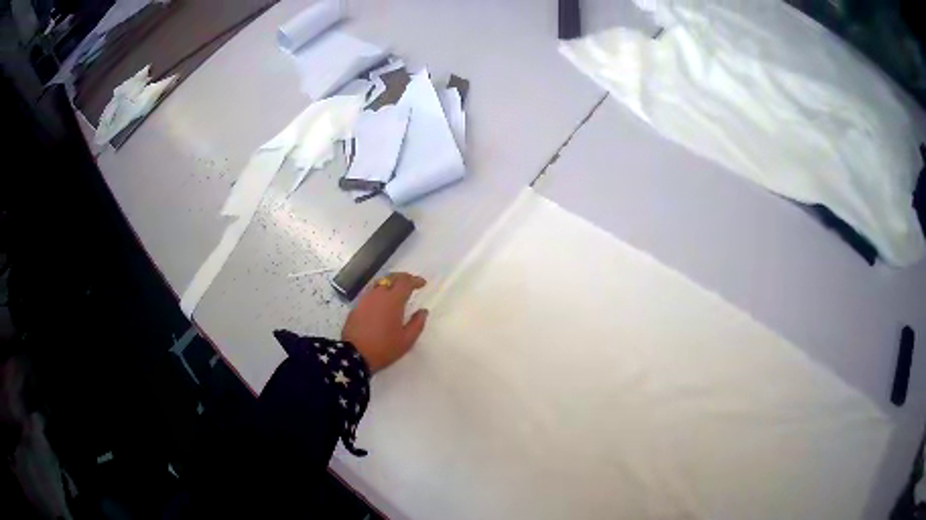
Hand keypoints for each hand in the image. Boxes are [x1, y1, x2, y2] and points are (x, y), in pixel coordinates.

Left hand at [342, 273, 428, 372]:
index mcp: (393, 300)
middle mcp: (378, 295)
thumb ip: (417, 324)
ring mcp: (365, 299)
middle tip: (410, 282)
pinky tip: (382, 301)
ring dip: (390, 283)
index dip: (415, 280)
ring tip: (396, 290)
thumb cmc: (384, 348)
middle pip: (391, 277)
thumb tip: (423, 311)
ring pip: (379, 283)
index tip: (422, 283)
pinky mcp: (356, 306)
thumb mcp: (406, 340)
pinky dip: (379, 292)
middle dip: (402, 277)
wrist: (354, 355)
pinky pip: (371, 293)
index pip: (405, 282)